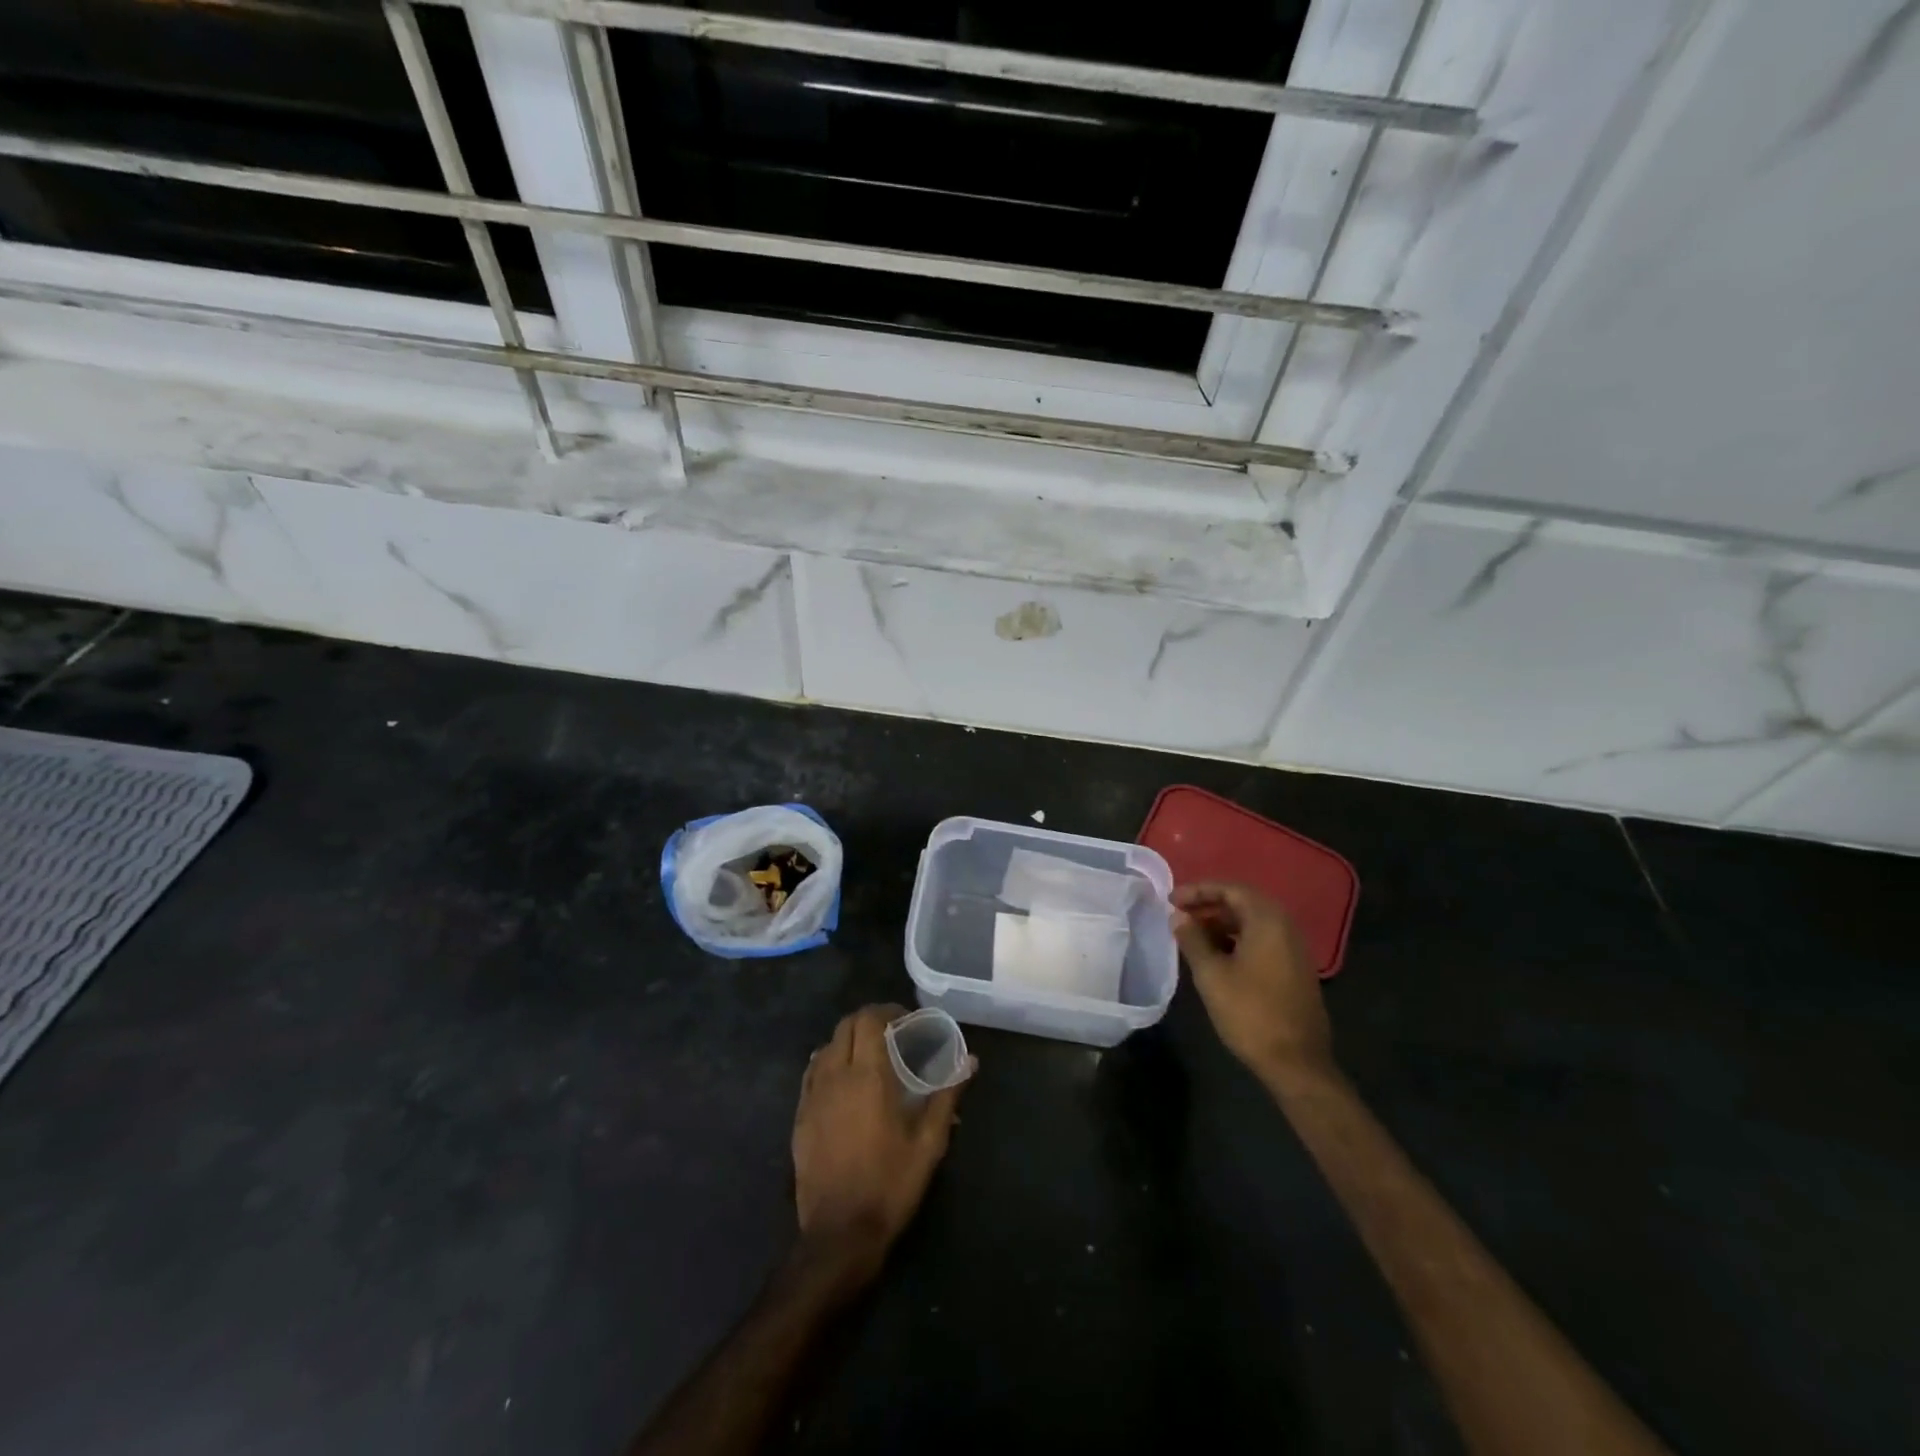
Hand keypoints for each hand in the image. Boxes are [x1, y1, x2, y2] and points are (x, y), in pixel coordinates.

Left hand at [792, 1004, 970, 1283]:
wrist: (838, 1235)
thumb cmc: (890, 1185)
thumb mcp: (929, 1143)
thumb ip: (947, 1095)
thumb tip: (970, 1060)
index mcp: (868, 1076)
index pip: (869, 1020)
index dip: (888, 1011)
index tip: (907, 1019)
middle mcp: (835, 1076)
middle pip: (846, 1026)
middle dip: (868, 1020)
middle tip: (892, 1032)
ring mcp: (813, 1096)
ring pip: (826, 1046)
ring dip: (848, 1039)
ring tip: (869, 1054)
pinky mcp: (800, 1116)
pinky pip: (812, 1072)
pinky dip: (828, 1061)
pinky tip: (842, 1079)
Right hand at [1171, 883, 1335, 1084]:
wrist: (1297, 1062)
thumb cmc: (1250, 1012)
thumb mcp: (1211, 974)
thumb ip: (1192, 939)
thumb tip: (1178, 916)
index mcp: (1268, 920)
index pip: (1230, 889)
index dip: (1197, 890)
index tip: (1170, 900)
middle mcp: (1285, 926)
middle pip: (1242, 903)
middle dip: (1208, 905)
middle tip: (1178, 915)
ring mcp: (1293, 949)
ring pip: (1252, 923)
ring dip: (1220, 924)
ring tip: (1191, 936)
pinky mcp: (1294, 969)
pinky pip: (1261, 940)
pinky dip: (1236, 939)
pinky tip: (1215, 956)